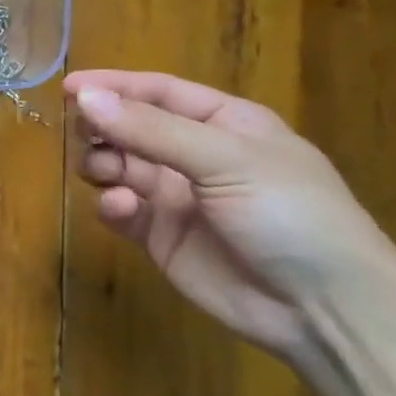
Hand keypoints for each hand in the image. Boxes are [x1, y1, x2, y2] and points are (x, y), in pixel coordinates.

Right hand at [65, 69, 395, 364]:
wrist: (326, 309)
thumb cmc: (289, 214)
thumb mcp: (225, 159)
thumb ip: (151, 129)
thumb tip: (85, 98)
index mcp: (224, 123)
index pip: (159, 91)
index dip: (115, 86)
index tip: (69, 87)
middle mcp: (196, 155)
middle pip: (132, 126)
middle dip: (104, 126)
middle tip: (82, 132)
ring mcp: (177, 198)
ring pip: (119, 165)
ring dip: (103, 163)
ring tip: (103, 172)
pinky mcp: (160, 237)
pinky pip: (121, 209)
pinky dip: (111, 203)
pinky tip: (119, 207)